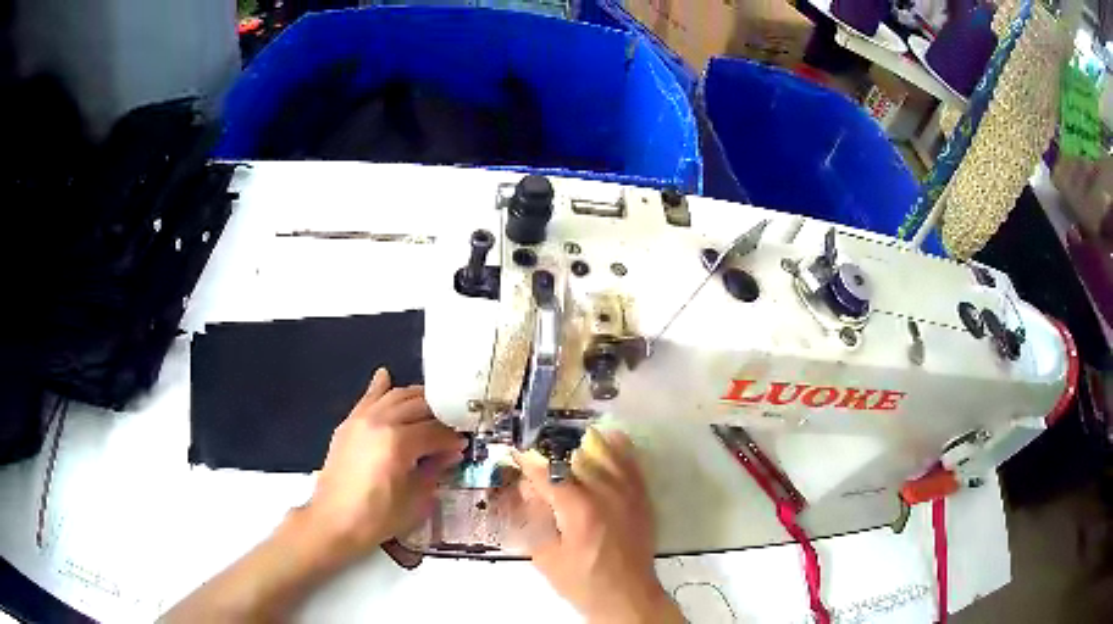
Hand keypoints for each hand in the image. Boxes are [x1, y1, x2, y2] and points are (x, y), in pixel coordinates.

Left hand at [304, 368, 465, 562]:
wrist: (333, 521)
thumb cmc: (377, 517)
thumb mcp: (415, 500)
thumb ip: (434, 470)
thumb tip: (451, 453)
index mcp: (399, 442)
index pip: (435, 431)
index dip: (452, 438)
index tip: (463, 444)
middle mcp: (380, 422)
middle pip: (417, 406)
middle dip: (439, 414)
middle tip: (451, 426)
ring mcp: (361, 420)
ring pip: (394, 396)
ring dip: (415, 398)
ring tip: (430, 406)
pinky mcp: (348, 424)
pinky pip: (367, 399)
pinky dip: (379, 388)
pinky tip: (386, 376)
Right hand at [516, 429, 682, 623]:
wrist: (627, 596)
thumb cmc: (582, 581)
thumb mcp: (546, 556)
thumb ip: (536, 519)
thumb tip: (529, 489)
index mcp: (579, 509)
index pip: (549, 475)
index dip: (529, 461)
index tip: (516, 451)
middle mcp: (606, 494)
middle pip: (578, 458)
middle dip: (555, 454)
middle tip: (540, 454)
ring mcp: (628, 494)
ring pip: (609, 455)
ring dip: (588, 445)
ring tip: (572, 439)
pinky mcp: (642, 500)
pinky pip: (633, 466)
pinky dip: (622, 450)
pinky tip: (614, 439)